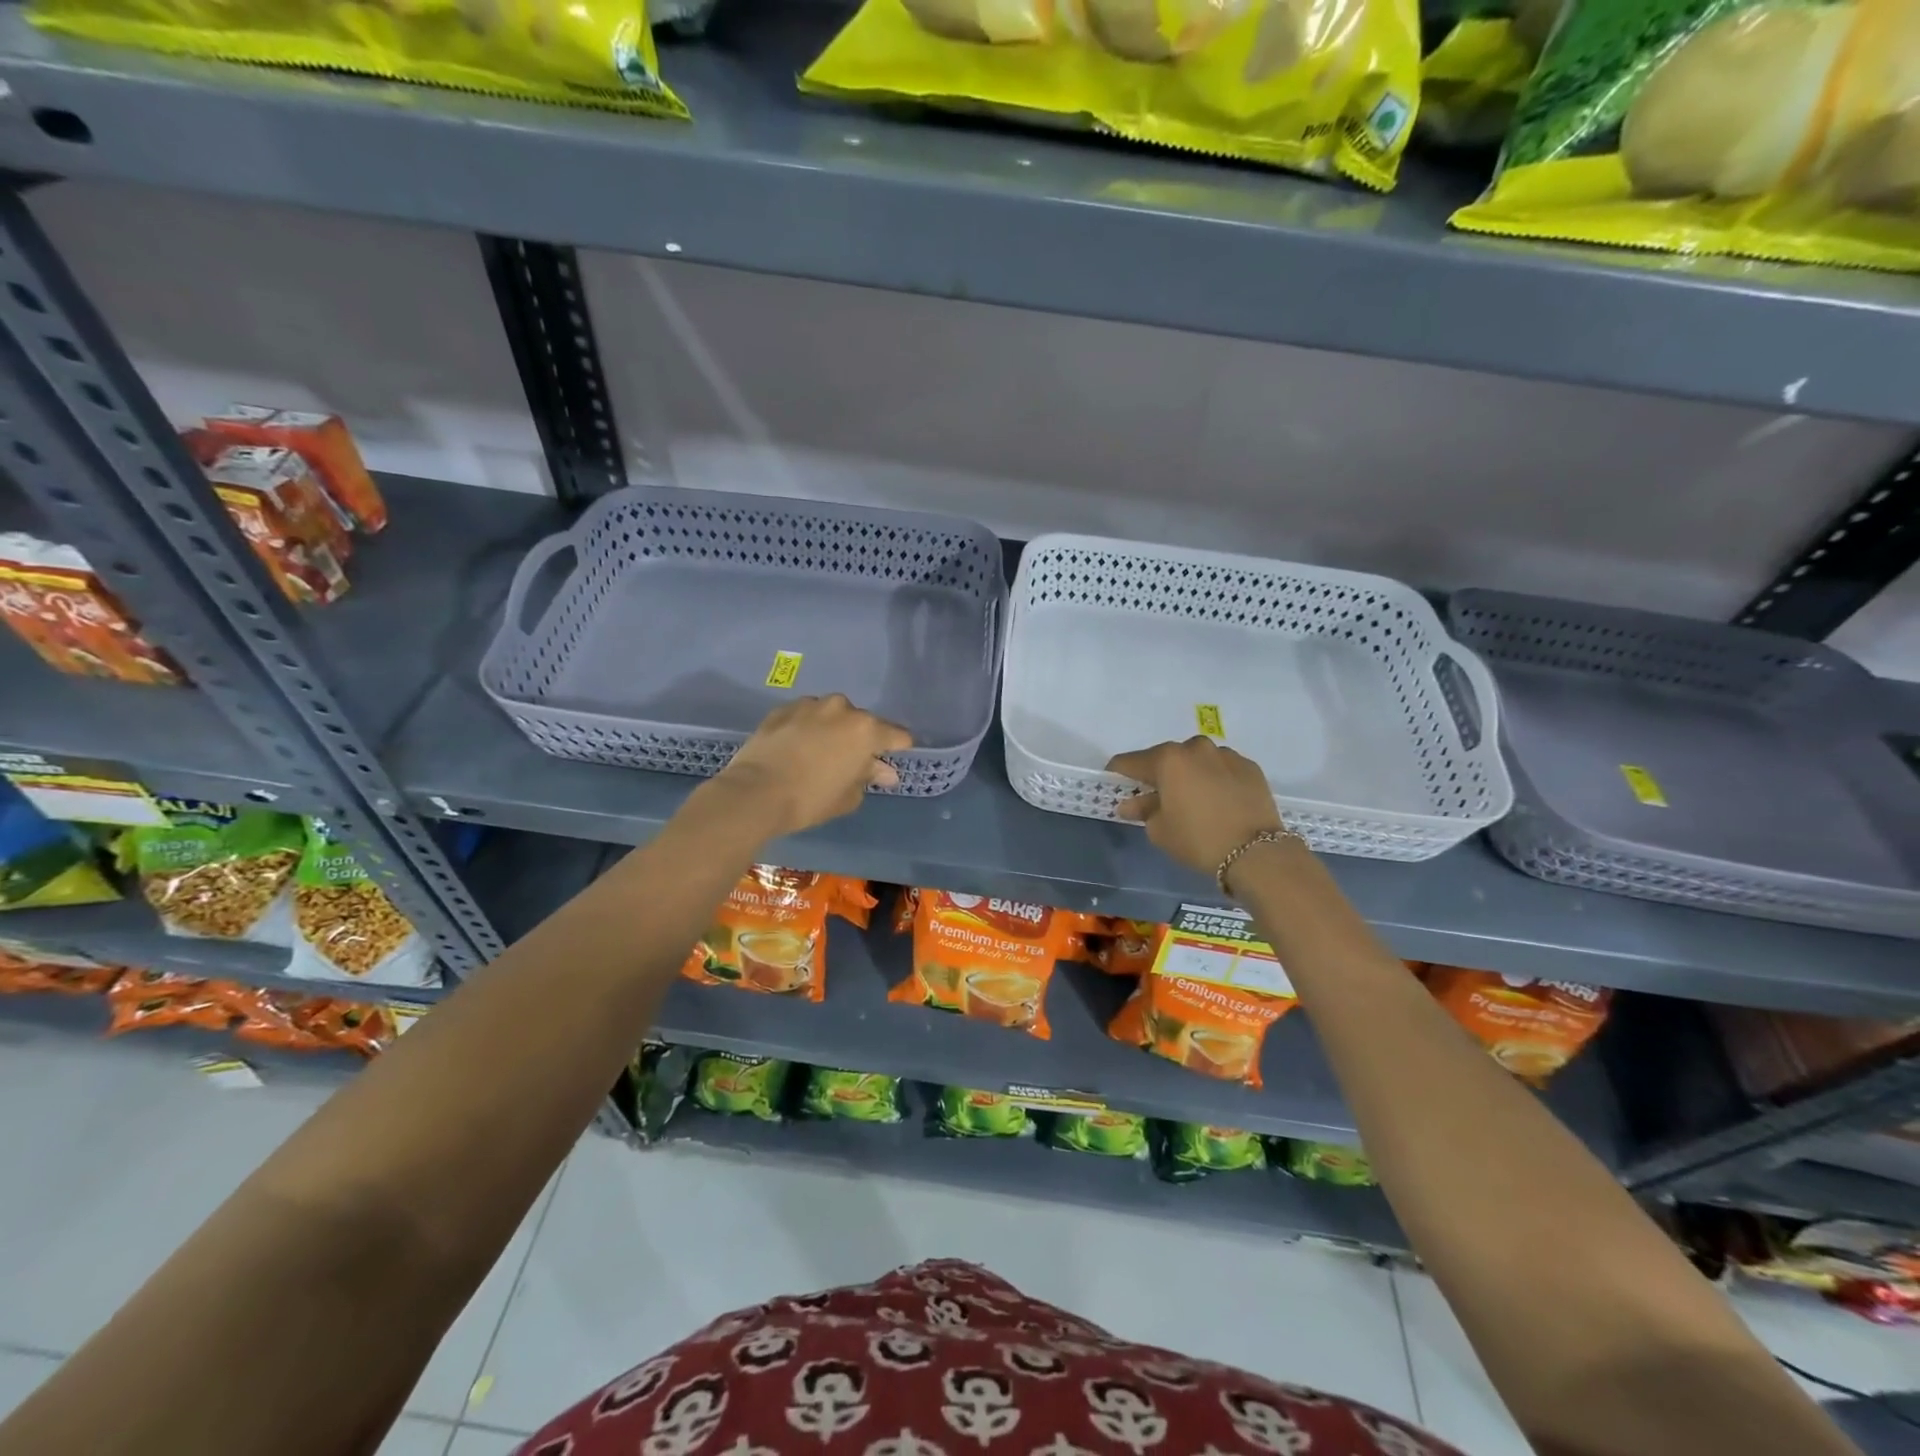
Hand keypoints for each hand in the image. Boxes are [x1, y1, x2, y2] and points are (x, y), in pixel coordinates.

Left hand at [713, 694, 912, 837]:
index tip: (891, 760)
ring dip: (832, 729)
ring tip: (821, 752)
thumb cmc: (810, 799)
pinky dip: (807, 727)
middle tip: (851, 761)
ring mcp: (810, 705)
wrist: (755, 793)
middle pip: (862, 722)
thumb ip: (868, 777)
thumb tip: (884, 771)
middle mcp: (841, 709)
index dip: (898, 748)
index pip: (896, 735)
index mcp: (866, 730)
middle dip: (861, 738)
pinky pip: (805, 716)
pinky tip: (797, 747)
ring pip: (831, 715)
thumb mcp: (848, 796)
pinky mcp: (782, 709)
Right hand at [1107, 737, 1285, 877]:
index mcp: (1168, 759)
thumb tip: (1130, 803)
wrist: (1257, 852)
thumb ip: (1142, 810)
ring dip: (1188, 774)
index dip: (1118, 773)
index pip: (1130, 762)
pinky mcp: (1250, 766)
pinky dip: (1214, 779)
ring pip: (1196, 760)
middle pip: (1166, 758)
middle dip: (1157, 774)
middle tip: (1156, 797)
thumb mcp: (1160, 830)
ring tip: (1191, 799)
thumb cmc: (1198, 839)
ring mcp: (1226, 754)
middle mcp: (1195, 748)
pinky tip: (1217, 801)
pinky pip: (1222, 769)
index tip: (1114, 784)